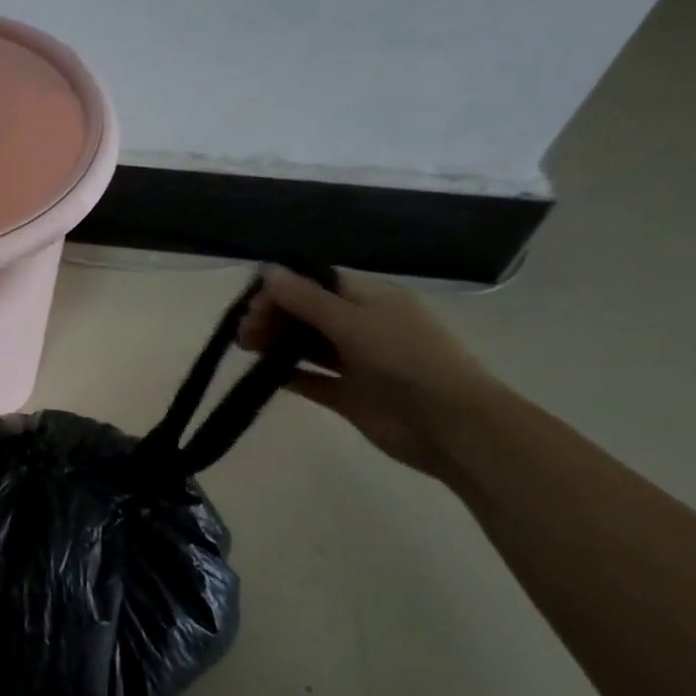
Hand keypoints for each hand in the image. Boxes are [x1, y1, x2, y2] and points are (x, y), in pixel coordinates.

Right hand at [239, 266, 502, 479]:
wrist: (451, 425)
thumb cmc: (406, 359)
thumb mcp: (352, 321)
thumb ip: (305, 298)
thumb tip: (266, 270)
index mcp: (371, 298)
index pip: (317, 283)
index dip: (283, 289)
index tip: (253, 303)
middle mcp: (362, 325)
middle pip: (308, 313)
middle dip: (274, 316)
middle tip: (245, 331)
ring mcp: (356, 362)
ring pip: (306, 345)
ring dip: (276, 343)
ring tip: (246, 348)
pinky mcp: (348, 395)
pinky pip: (311, 379)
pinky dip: (287, 375)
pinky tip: (262, 374)